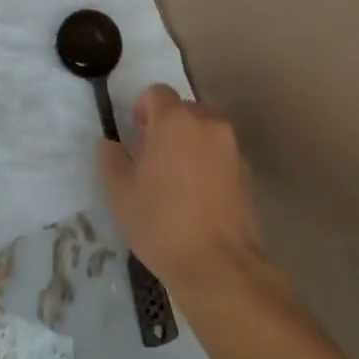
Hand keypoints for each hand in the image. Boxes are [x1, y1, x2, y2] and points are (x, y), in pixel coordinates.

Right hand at [97, 84, 267, 300]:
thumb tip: (111, 144)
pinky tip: (198, 197)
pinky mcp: (247, 171)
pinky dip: (208, 163)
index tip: (136, 136)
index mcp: (174, 120)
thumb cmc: (160, 222)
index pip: (157, 92)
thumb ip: (111, 158)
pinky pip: (220, 154)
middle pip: (183, 109)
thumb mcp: (119, 192)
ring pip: (204, 130)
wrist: (217, 265)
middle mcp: (207, 123)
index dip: (142, 109)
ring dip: (189, 143)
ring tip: (176, 180)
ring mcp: (231, 147)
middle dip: (166, 126)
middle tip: (152, 159)